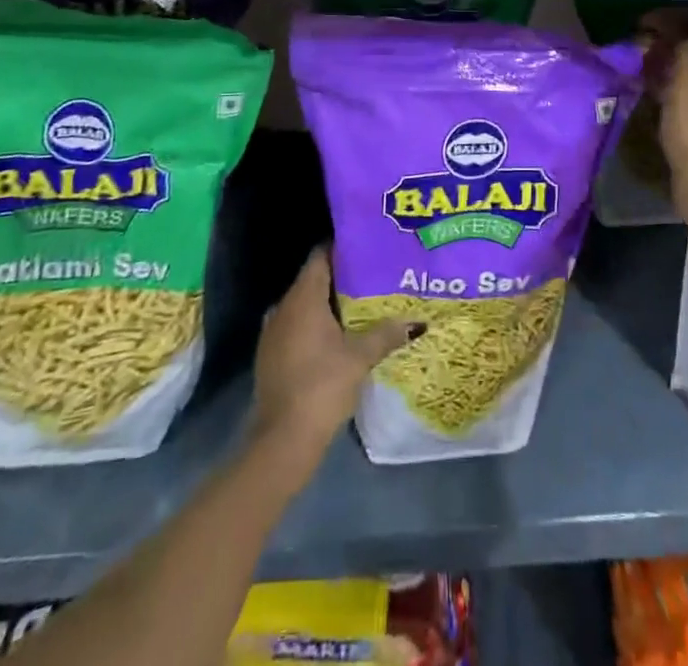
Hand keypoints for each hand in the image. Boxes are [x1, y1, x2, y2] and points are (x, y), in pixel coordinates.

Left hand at [250, 247, 417, 480]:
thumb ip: (386, 334)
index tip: (367, 248)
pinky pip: (297, 326)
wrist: (283, 440)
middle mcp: (283, 307)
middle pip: (314, 280)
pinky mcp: (271, 355)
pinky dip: (316, 325)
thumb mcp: (360, 357)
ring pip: (305, 305)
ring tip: (362, 305)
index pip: (321, 256)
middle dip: (342, 278)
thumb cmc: (322, 386)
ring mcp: (273, 332)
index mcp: (302, 298)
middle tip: (373, 276)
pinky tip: (339, 336)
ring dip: (329, 304)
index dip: (343, 248)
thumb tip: (416, 322)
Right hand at [639, 8, 687, 235]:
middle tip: (641, 45)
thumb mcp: (682, 78)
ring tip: (647, 64)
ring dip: (677, 61)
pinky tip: (661, 83)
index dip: (670, 21)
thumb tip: (668, 25)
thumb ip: (676, 44)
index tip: (641, 24)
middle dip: (673, 41)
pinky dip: (687, 81)